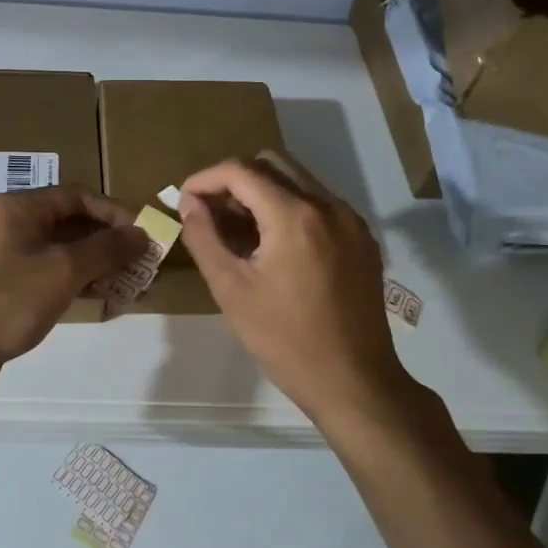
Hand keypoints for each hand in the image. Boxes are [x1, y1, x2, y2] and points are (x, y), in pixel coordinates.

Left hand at [0, 185, 147, 385]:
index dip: (114, 212)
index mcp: (20, 207)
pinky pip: (50, 273)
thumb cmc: (7, 300)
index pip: (78, 195)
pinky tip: (101, 298)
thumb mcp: (63, 270)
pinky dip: (76, 281)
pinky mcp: (6, 286)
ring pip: (62, 250)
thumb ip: (106, 249)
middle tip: (141, 263)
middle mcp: (12, 224)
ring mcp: (7, 256)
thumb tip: (142, 234)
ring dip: (97, 263)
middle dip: (109, 241)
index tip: (143, 235)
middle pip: (71, 222)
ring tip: (129, 284)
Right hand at [179, 151, 407, 420]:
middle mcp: (328, 205)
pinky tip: (274, 245)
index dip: (205, 179)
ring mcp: (351, 221)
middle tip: (210, 213)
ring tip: (239, 230)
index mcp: (295, 215)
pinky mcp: (363, 239)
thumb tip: (188, 203)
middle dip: (234, 180)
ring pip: (298, 181)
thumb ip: (204, 238)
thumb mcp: (231, 290)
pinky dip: (290, 209)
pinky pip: (319, 204)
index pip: (241, 171)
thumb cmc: (285, 340)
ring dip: (263, 193)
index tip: (184, 201)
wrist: (354, 382)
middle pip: (272, 165)